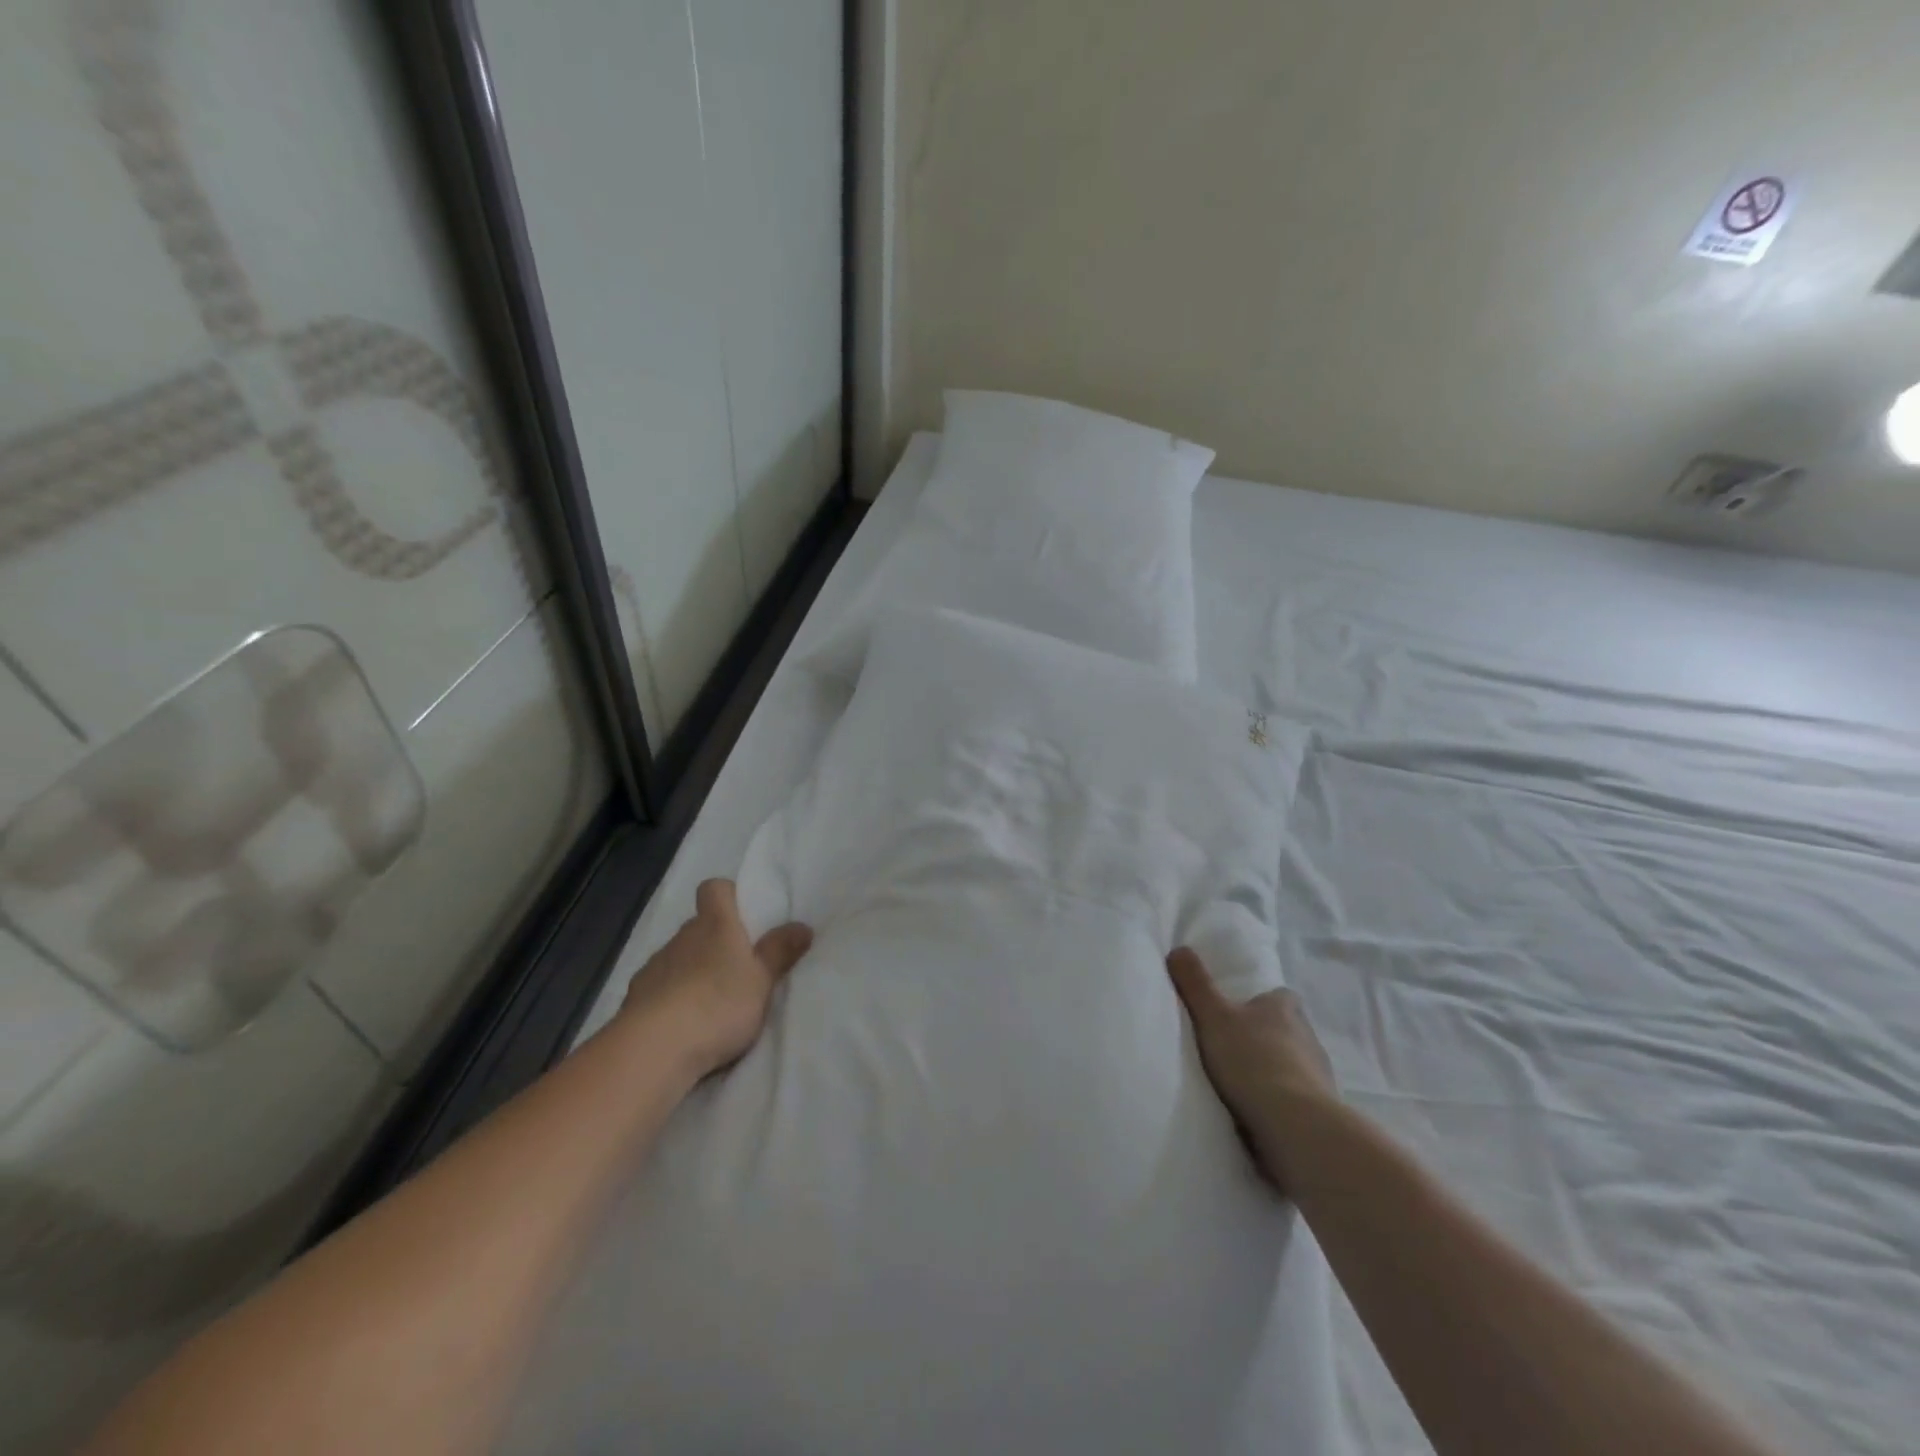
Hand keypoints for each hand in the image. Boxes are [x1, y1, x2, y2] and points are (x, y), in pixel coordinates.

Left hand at [622, 879, 812, 1080]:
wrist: (654, 1048)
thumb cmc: (718, 1003)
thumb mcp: (762, 980)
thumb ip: (780, 951)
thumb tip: (803, 925)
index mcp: (715, 924)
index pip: (715, 889)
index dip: (728, 895)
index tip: (744, 915)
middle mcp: (682, 937)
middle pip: (699, 926)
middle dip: (716, 942)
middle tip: (739, 968)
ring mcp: (655, 966)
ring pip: (679, 957)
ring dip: (693, 971)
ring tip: (712, 1002)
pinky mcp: (634, 999)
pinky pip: (660, 987)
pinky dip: (671, 998)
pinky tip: (684, 1023)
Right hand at [1167, 947, 1336, 1196]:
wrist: (1295, 1126)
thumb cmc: (1252, 1060)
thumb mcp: (1212, 1015)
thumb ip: (1195, 983)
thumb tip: (1178, 948)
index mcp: (1285, 1007)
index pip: (1276, 996)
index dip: (1257, 1002)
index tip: (1236, 1012)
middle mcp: (1308, 1035)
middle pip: (1284, 1029)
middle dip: (1263, 1037)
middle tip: (1232, 1048)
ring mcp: (1319, 1074)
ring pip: (1292, 1064)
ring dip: (1274, 1072)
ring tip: (1242, 1084)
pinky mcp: (1323, 1110)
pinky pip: (1297, 1098)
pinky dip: (1281, 1102)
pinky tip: (1260, 1112)